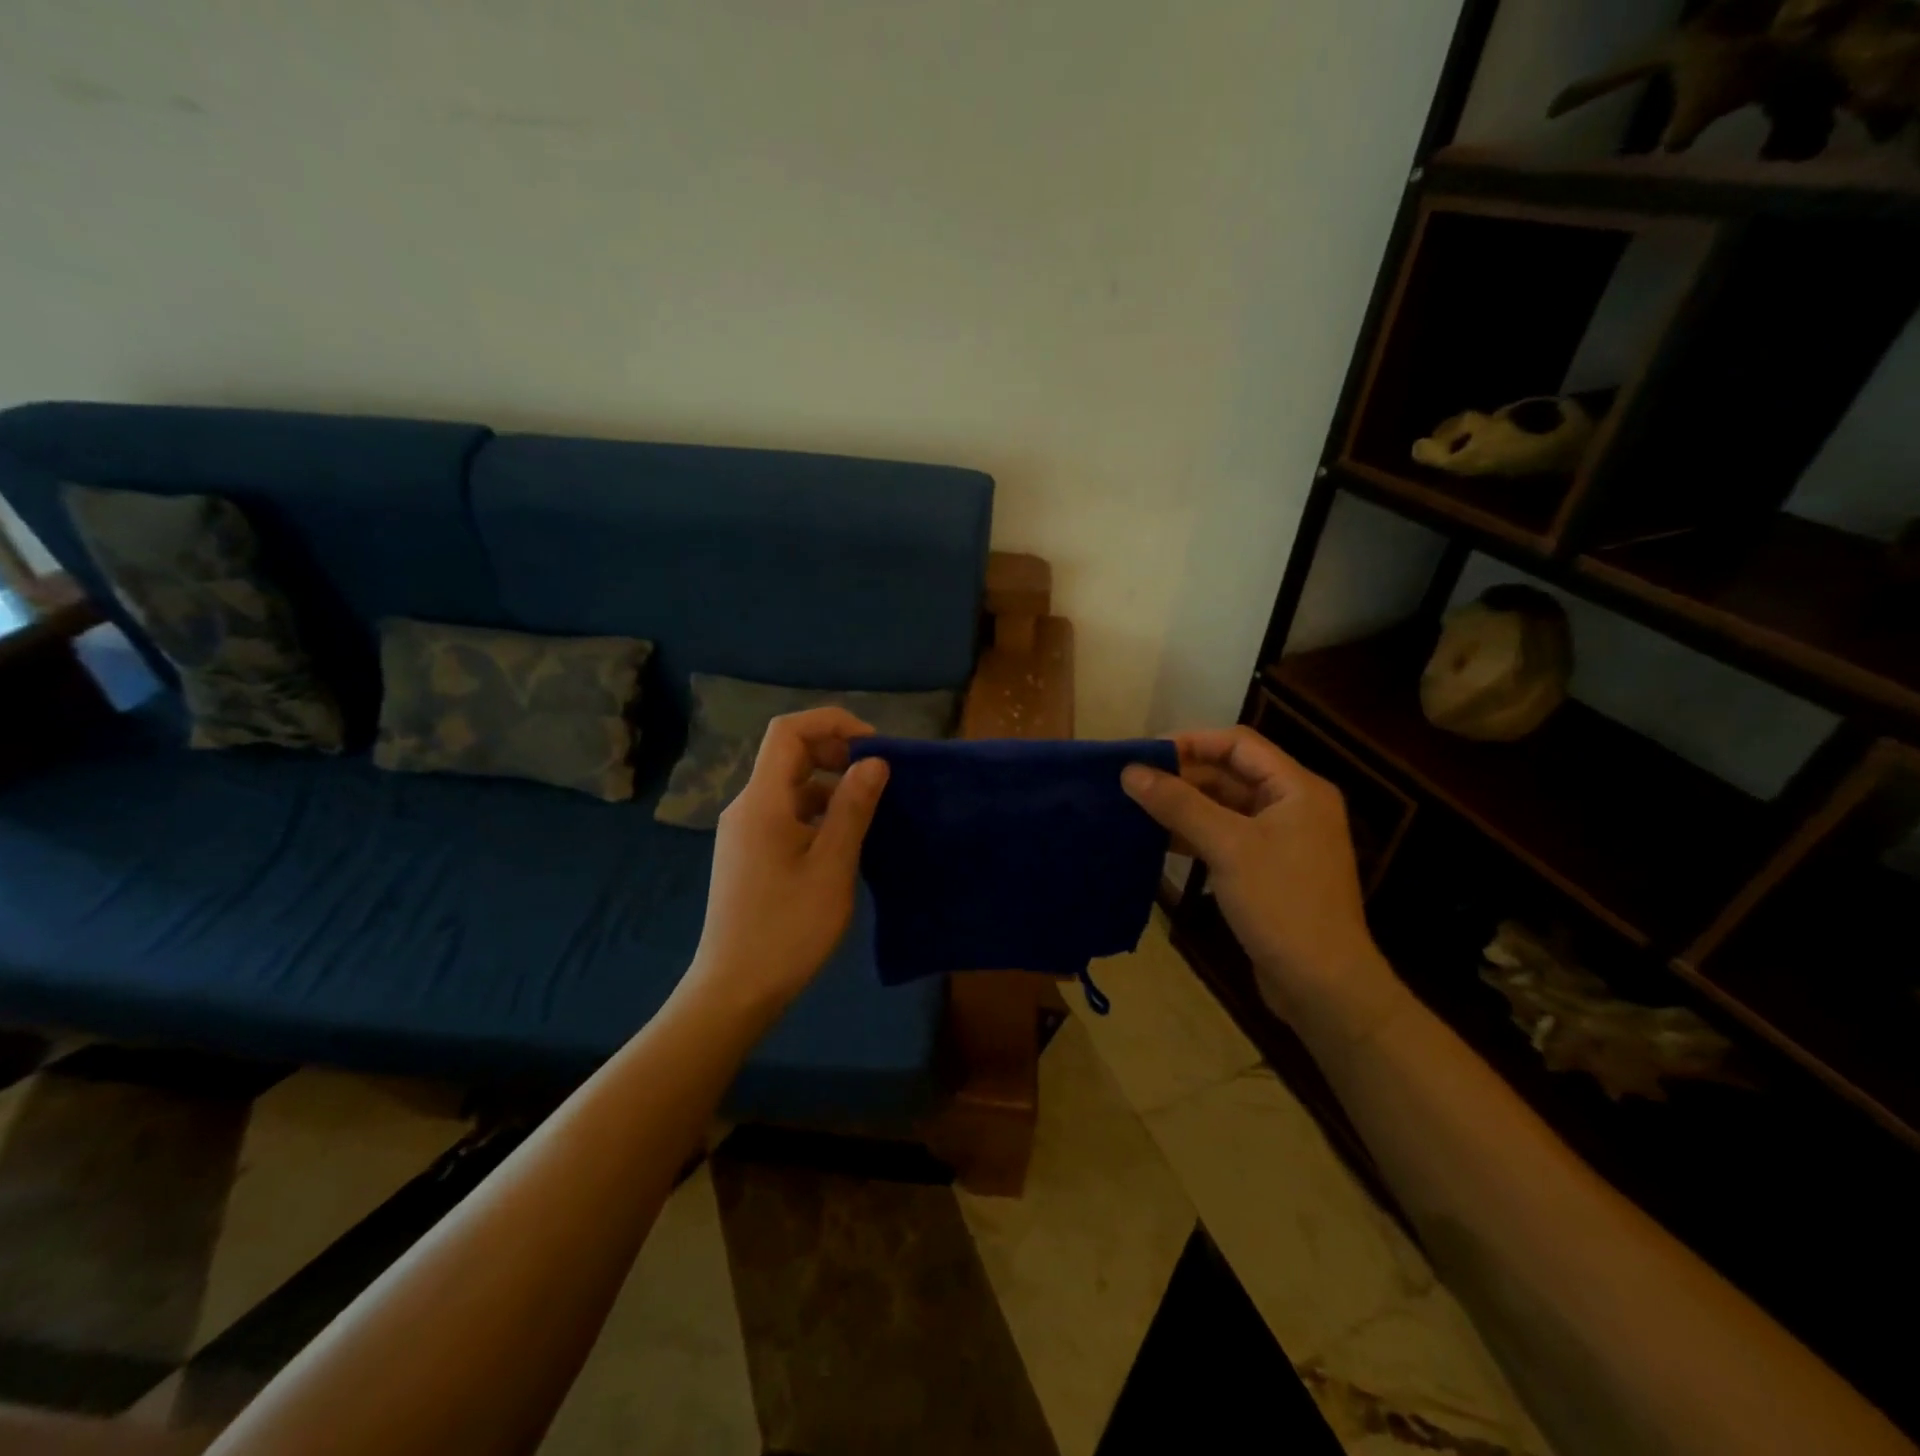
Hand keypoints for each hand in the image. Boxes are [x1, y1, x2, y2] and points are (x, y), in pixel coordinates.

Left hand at [681, 707, 889, 1030]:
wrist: (734, 990)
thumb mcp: (832, 867)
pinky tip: (844, 840)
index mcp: (762, 801)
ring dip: (830, 786)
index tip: (874, 746)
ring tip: (870, 810)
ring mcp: (744, 831)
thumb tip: (874, 761)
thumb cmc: (787, 928)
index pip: (788, 732)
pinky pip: (786, 813)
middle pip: (789, 755)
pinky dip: (817, 812)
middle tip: (879, 777)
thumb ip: (852, 808)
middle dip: (836, 753)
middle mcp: (747, 807)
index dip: (832, 723)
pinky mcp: (749, 853)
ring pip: (790, 787)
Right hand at [1122, 728, 1407, 1042]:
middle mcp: (1293, 805)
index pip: (1238, 744)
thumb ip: (1178, 804)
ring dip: (1184, 805)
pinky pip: (1226, 836)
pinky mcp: (1268, 869)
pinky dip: (1194, 834)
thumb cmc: (1281, 903)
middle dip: (1182, 775)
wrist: (1322, 985)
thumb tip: (1130, 771)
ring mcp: (1281, 840)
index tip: (1144, 754)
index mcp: (1297, 788)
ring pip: (1225, 806)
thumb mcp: (1227, 847)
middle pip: (1230, 773)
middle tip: (1133, 783)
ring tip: (1137, 808)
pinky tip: (1159, 840)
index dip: (1191, 742)